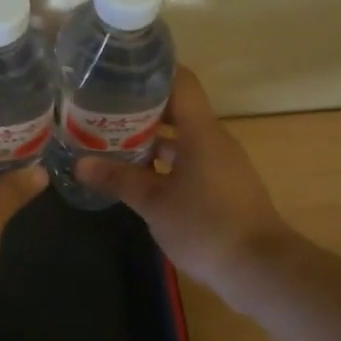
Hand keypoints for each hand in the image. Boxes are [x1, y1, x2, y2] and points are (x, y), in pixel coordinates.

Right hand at [75, 67, 292, 297]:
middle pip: (177, 109)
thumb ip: (119, 180)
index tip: (120, 70)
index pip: (181, 81)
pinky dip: (165, 162)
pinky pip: (190, 161)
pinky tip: (138, 176)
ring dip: (150, 138)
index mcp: (201, 132)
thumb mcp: (154, 203)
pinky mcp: (223, 186)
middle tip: (102, 109)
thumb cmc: (206, 226)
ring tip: (112, 141)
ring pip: (182, 138)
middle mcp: (214, 139)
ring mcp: (221, 164)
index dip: (153, 70)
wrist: (260, 270)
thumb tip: (80, 164)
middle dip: (140, 108)